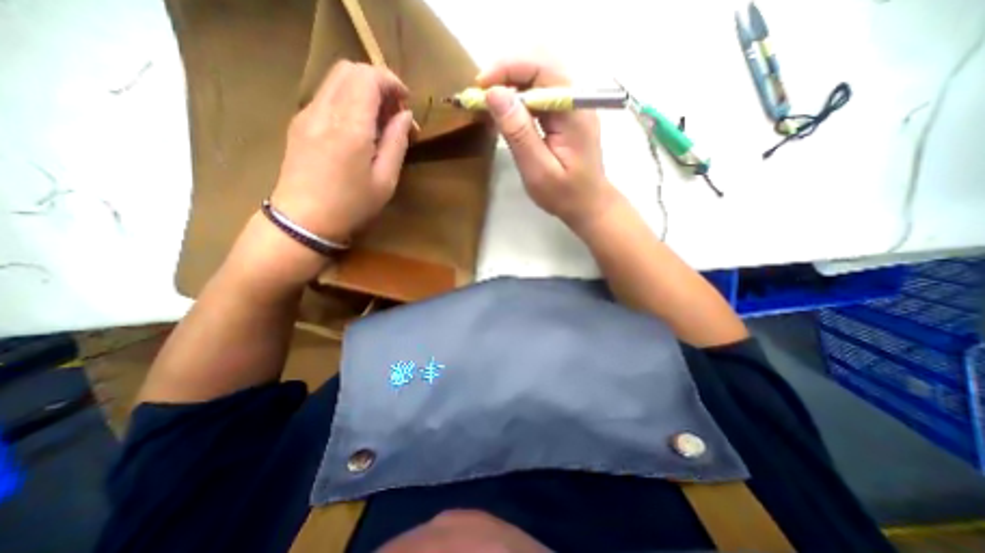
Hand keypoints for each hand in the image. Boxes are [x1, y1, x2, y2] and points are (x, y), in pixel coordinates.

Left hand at [268, 58, 411, 242]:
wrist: (303, 220)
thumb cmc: (351, 205)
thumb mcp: (385, 180)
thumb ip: (397, 143)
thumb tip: (405, 117)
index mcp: (350, 126)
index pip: (368, 77)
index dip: (391, 82)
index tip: (406, 102)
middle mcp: (325, 110)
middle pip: (349, 69)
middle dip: (377, 82)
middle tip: (394, 111)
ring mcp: (307, 114)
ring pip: (336, 79)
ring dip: (362, 90)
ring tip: (379, 120)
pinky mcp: (299, 123)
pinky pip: (326, 95)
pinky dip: (347, 99)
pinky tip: (359, 127)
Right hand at [478, 58, 611, 231]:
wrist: (589, 205)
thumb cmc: (565, 195)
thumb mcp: (538, 170)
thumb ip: (518, 133)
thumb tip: (495, 94)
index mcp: (574, 111)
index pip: (541, 68)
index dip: (507, 69)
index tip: (480, 86)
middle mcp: (577, 99)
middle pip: (541, 64)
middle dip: (506, 73)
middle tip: (481, 95)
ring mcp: (573, 105)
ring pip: (540, 76)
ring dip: (511, 83)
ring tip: (489, 103)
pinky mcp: (567, 114)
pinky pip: (541, 93)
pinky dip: (520, 97)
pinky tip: (507, 113)